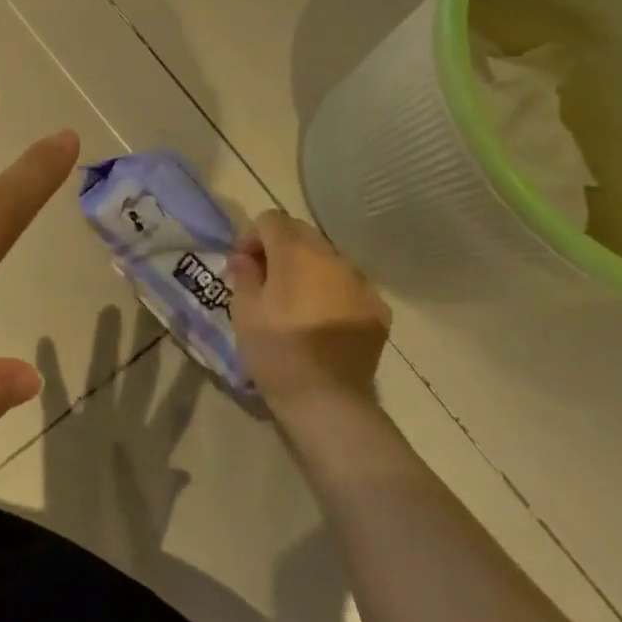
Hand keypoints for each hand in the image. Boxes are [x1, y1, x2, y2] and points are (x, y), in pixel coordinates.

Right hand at [229, 210, 390, 411]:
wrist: (328, 402)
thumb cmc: (276, 351)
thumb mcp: (244, 310)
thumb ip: (244, 274)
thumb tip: (245, 258)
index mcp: (296, 252)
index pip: (271, 219)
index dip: (253, 236)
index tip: (245, 265)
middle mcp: (332, 257)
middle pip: (302, 233)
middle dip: (281, 248)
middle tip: (267, 281)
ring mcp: (361, 282)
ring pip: (328, 259)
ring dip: (309, 269)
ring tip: (297, 302)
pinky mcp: (378, 309)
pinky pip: (349, 286)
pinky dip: (333, 292)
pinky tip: (323, 321)